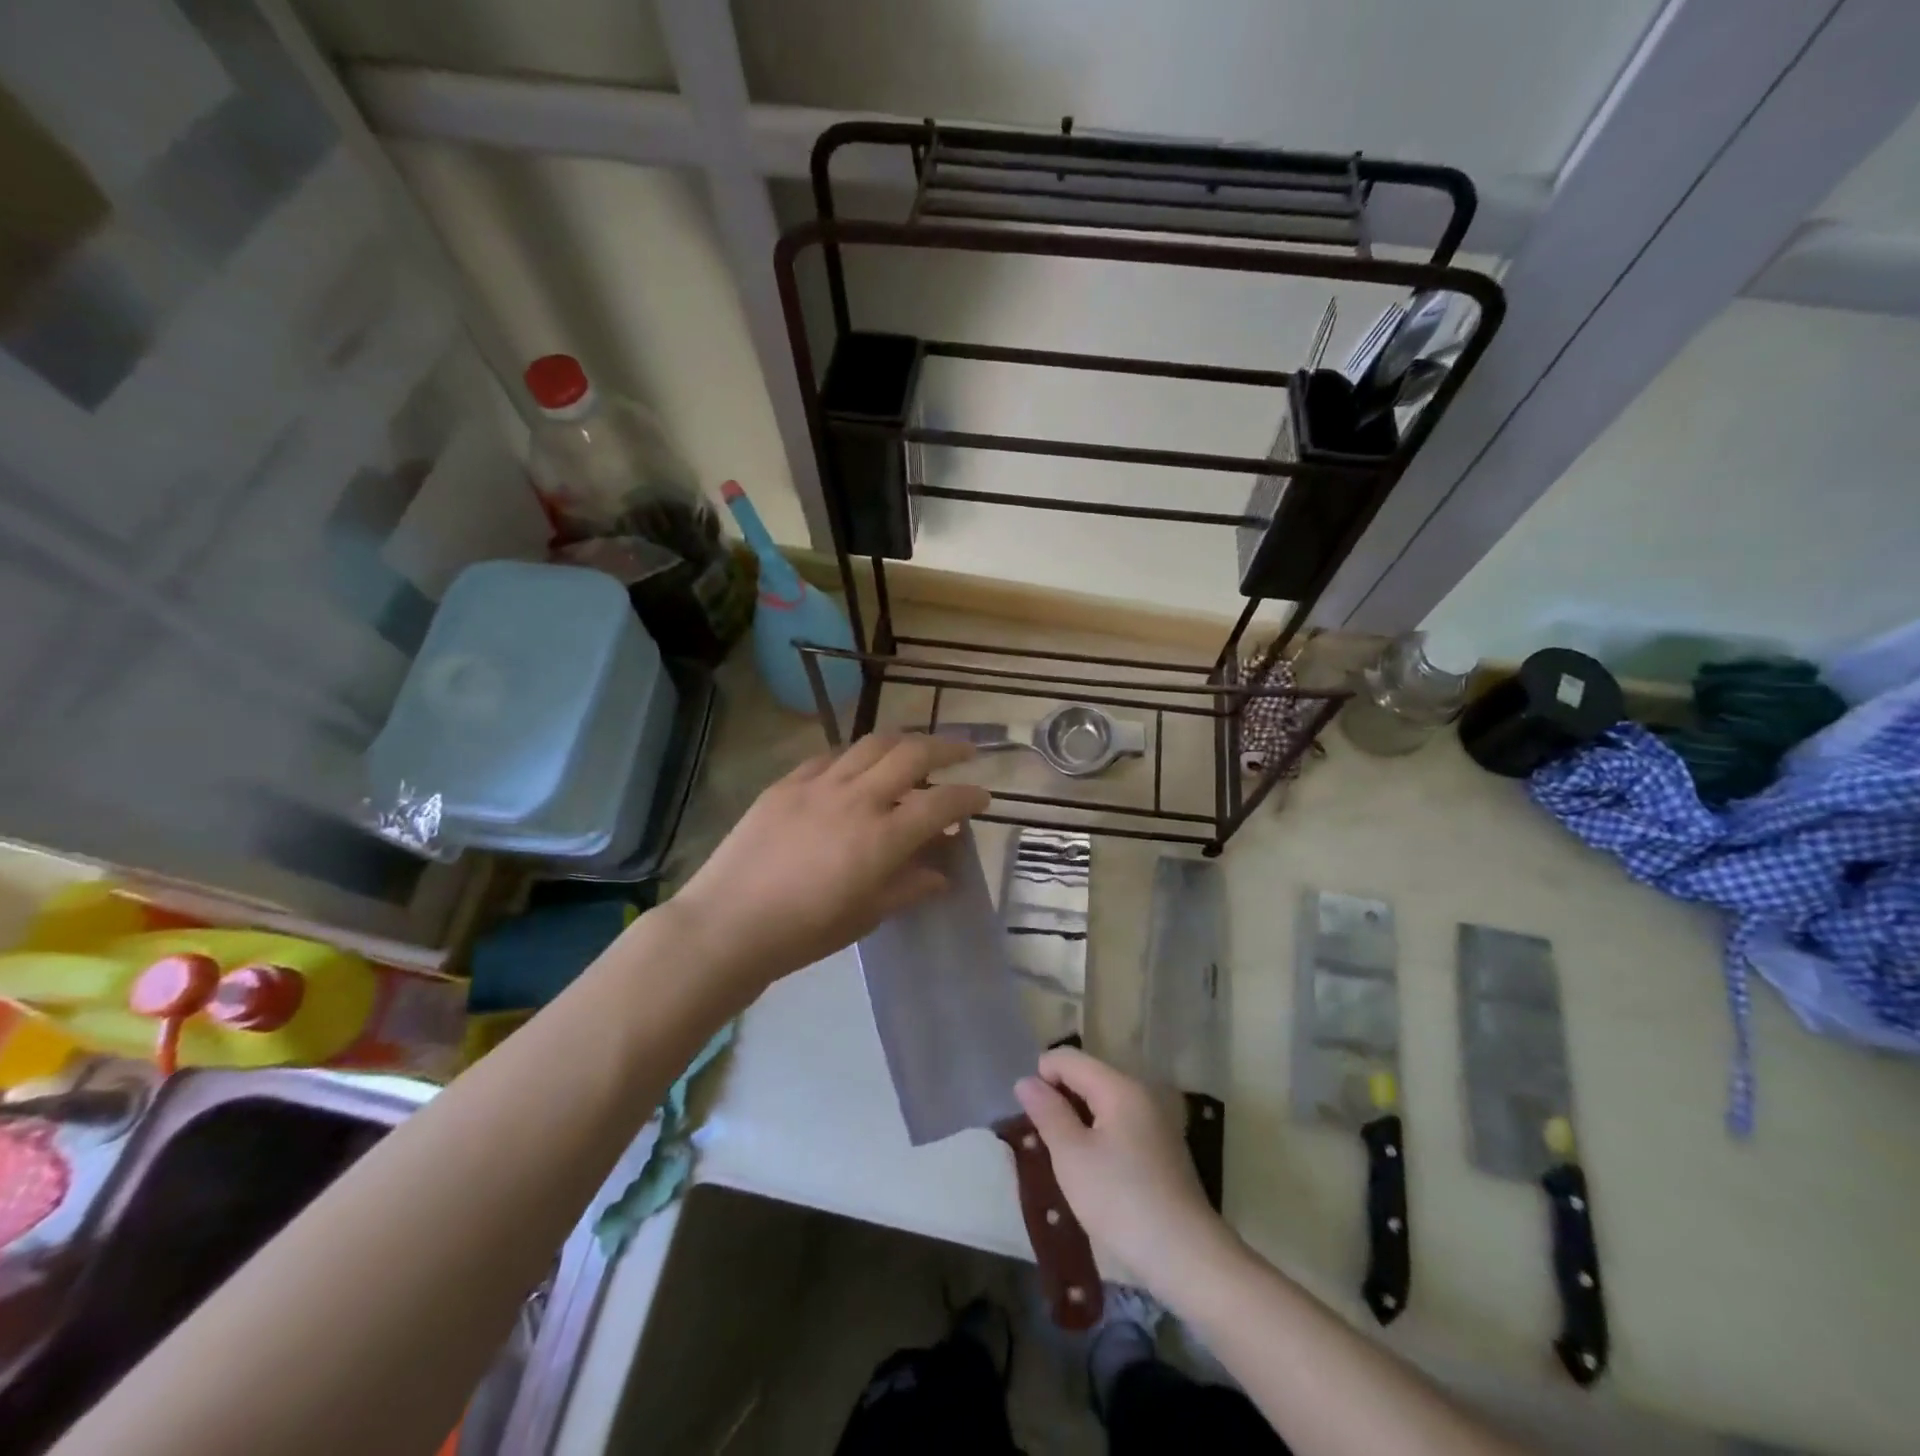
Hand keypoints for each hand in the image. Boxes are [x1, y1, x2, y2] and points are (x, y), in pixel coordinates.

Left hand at [672, 733, 990, 992]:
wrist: (728, 923)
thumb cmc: (804, 932)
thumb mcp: (867, 915)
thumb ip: (909, 887)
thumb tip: (942, 873)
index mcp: (882, 837)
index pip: (941, 803)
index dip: (969, 796)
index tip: (982, 798)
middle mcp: (857, 798)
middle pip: (913, 753)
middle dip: (947, 746)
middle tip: (965, 752)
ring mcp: (819, 784)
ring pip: (872, 743)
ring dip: (904, 741)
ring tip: (916, 749)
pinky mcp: (787, 782)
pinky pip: (832, 755)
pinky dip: (857, 755)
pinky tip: (859, 765)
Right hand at [1016, 1047, 1232, 1294]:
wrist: (1187, 1257)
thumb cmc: (1121, 1200)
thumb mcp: (1072, 1156)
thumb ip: (1048, 1113)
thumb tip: (1026, 1081)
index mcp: (1119, 1086)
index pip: (1069, 1059)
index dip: (1041, 1077)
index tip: (1029, 1116)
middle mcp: (1141, 1093)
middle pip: (1088, 1077)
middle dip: (1060, 1099)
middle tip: (1043, 1140)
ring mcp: (1156, 1121)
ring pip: (1104, 1103)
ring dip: (1078, 1121)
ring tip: (1063, 1157)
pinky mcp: (1163, 1148)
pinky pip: (1121, 1124)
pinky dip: (1100, 1136)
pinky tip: (1093, 1172)